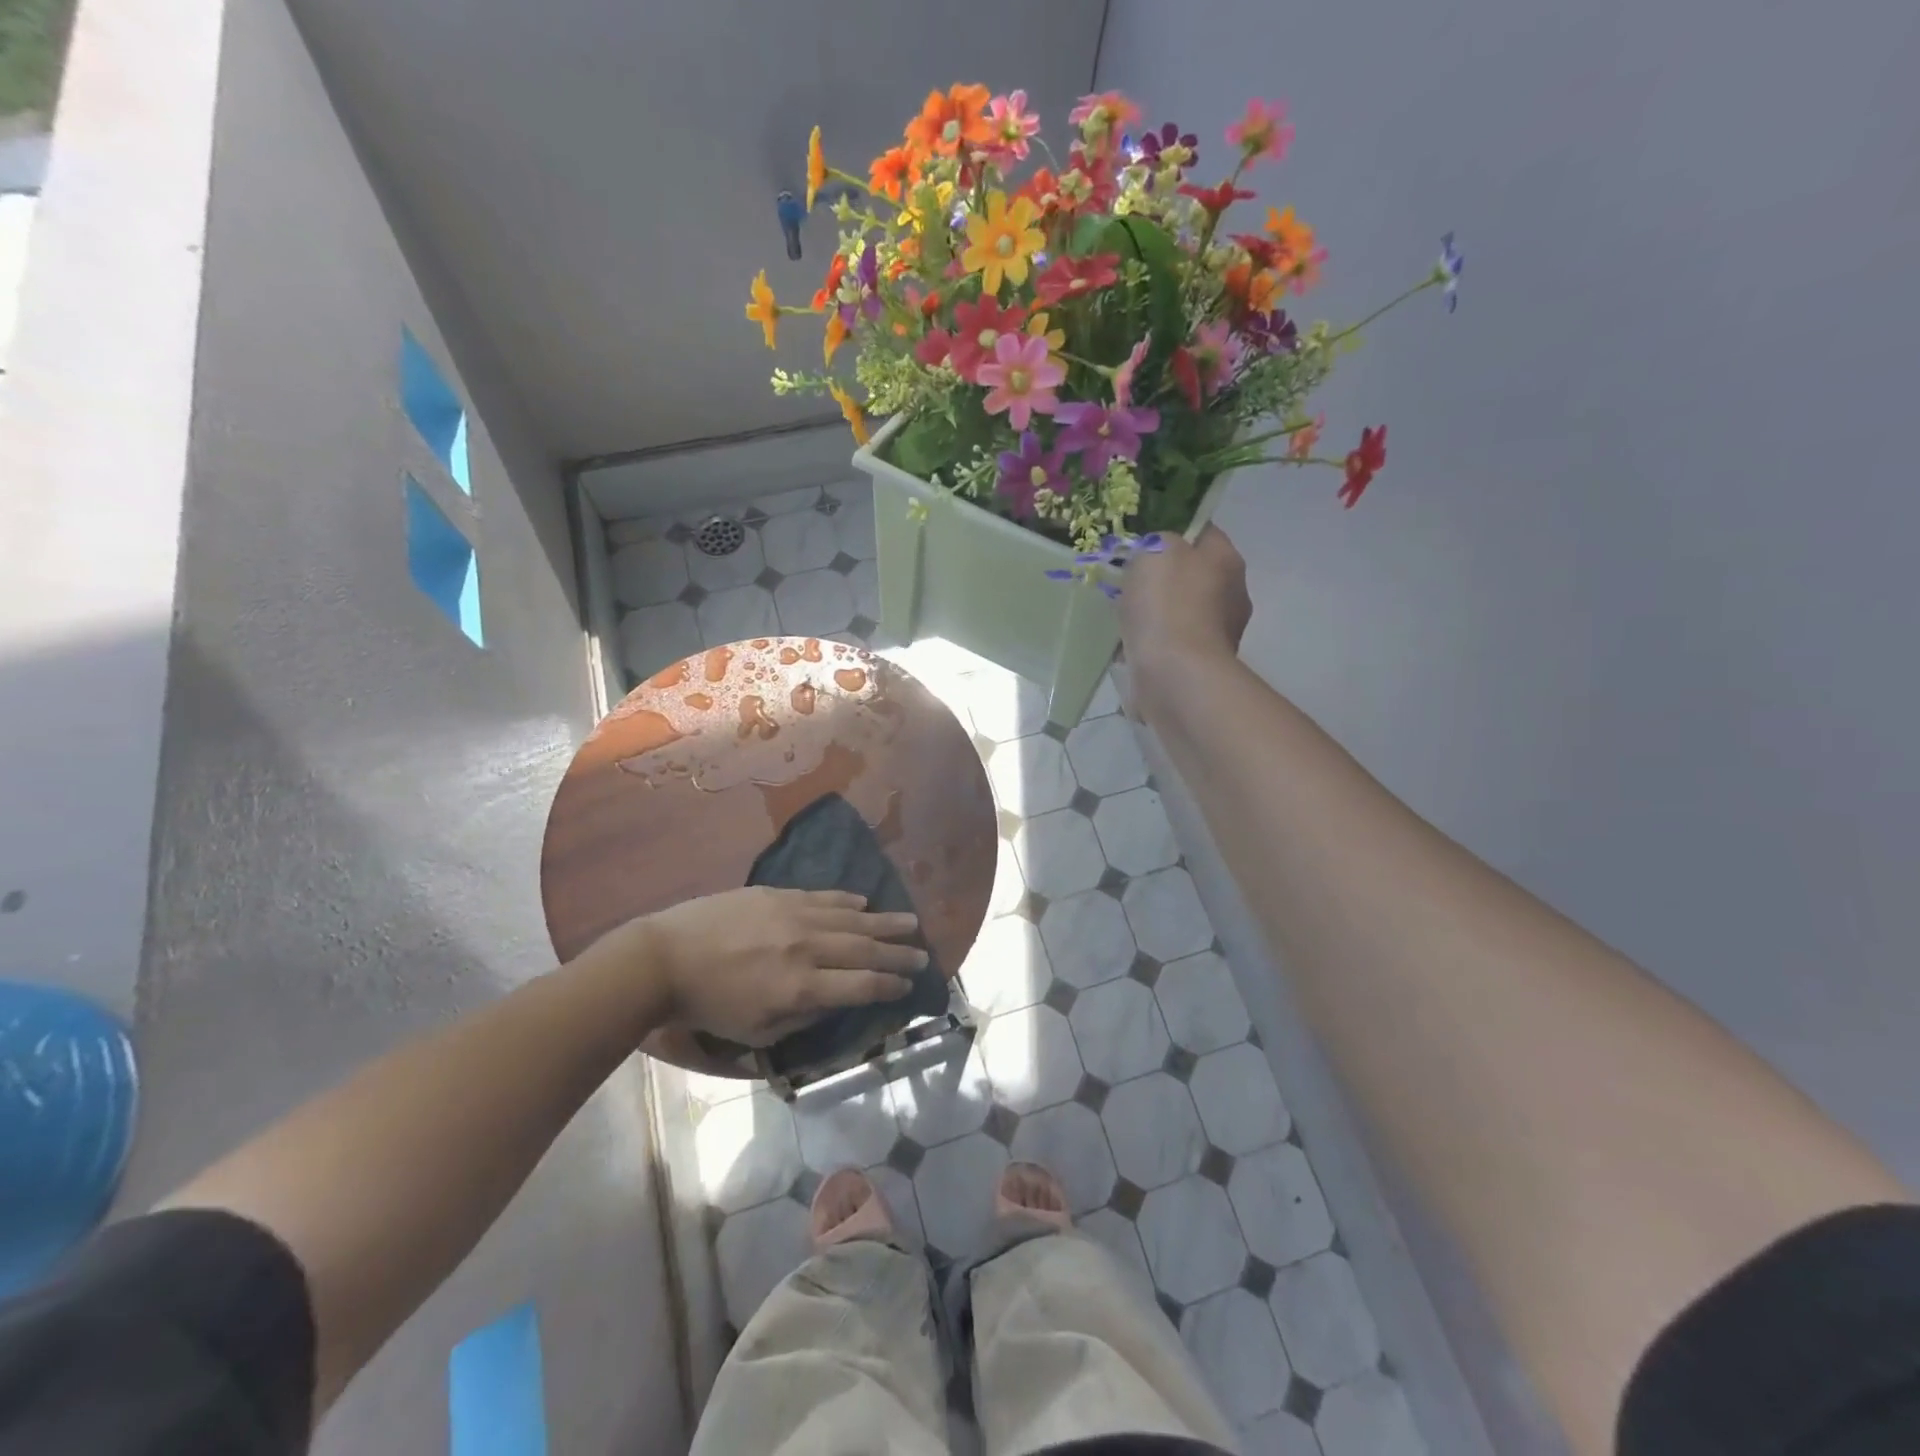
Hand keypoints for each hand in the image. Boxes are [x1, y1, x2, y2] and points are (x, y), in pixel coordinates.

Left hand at [576, 887, 925, 1046]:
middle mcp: (807, 948)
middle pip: (865, 949)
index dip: (890, 985)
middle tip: (923, 953)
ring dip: (884, 921)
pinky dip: (847, 900)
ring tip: (910, 922)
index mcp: (802, 988)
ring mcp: (794, 915)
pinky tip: (863, 902)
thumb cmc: (709, 1005)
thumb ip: (802, 1017)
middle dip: (898, 953)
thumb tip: (835, 1001)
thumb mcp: (756, 1031)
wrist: (664, 958)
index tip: (910, 984)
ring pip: (851, 918)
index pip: (861, 985)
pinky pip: (823, 896)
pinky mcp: (778, 895)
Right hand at [1120, 527, 1252, 712]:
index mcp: (1226, 559)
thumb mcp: (1154, 551)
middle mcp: (1233, 593)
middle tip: (1130, 581)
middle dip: (1164, 577)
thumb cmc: (1167, 605)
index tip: (1142, 542)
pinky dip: (1156, 643)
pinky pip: (1174, 642)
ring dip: (1158, 613)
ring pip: (1182, 610)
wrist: (1175, 674)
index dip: (1172, 531)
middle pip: (1193, 573)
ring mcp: (1220, 632)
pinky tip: (1133, 647)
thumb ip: (1156, 541)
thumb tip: (1158, 553)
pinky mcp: (1202, 664)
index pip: (1203, 532)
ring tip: (1126, 618)